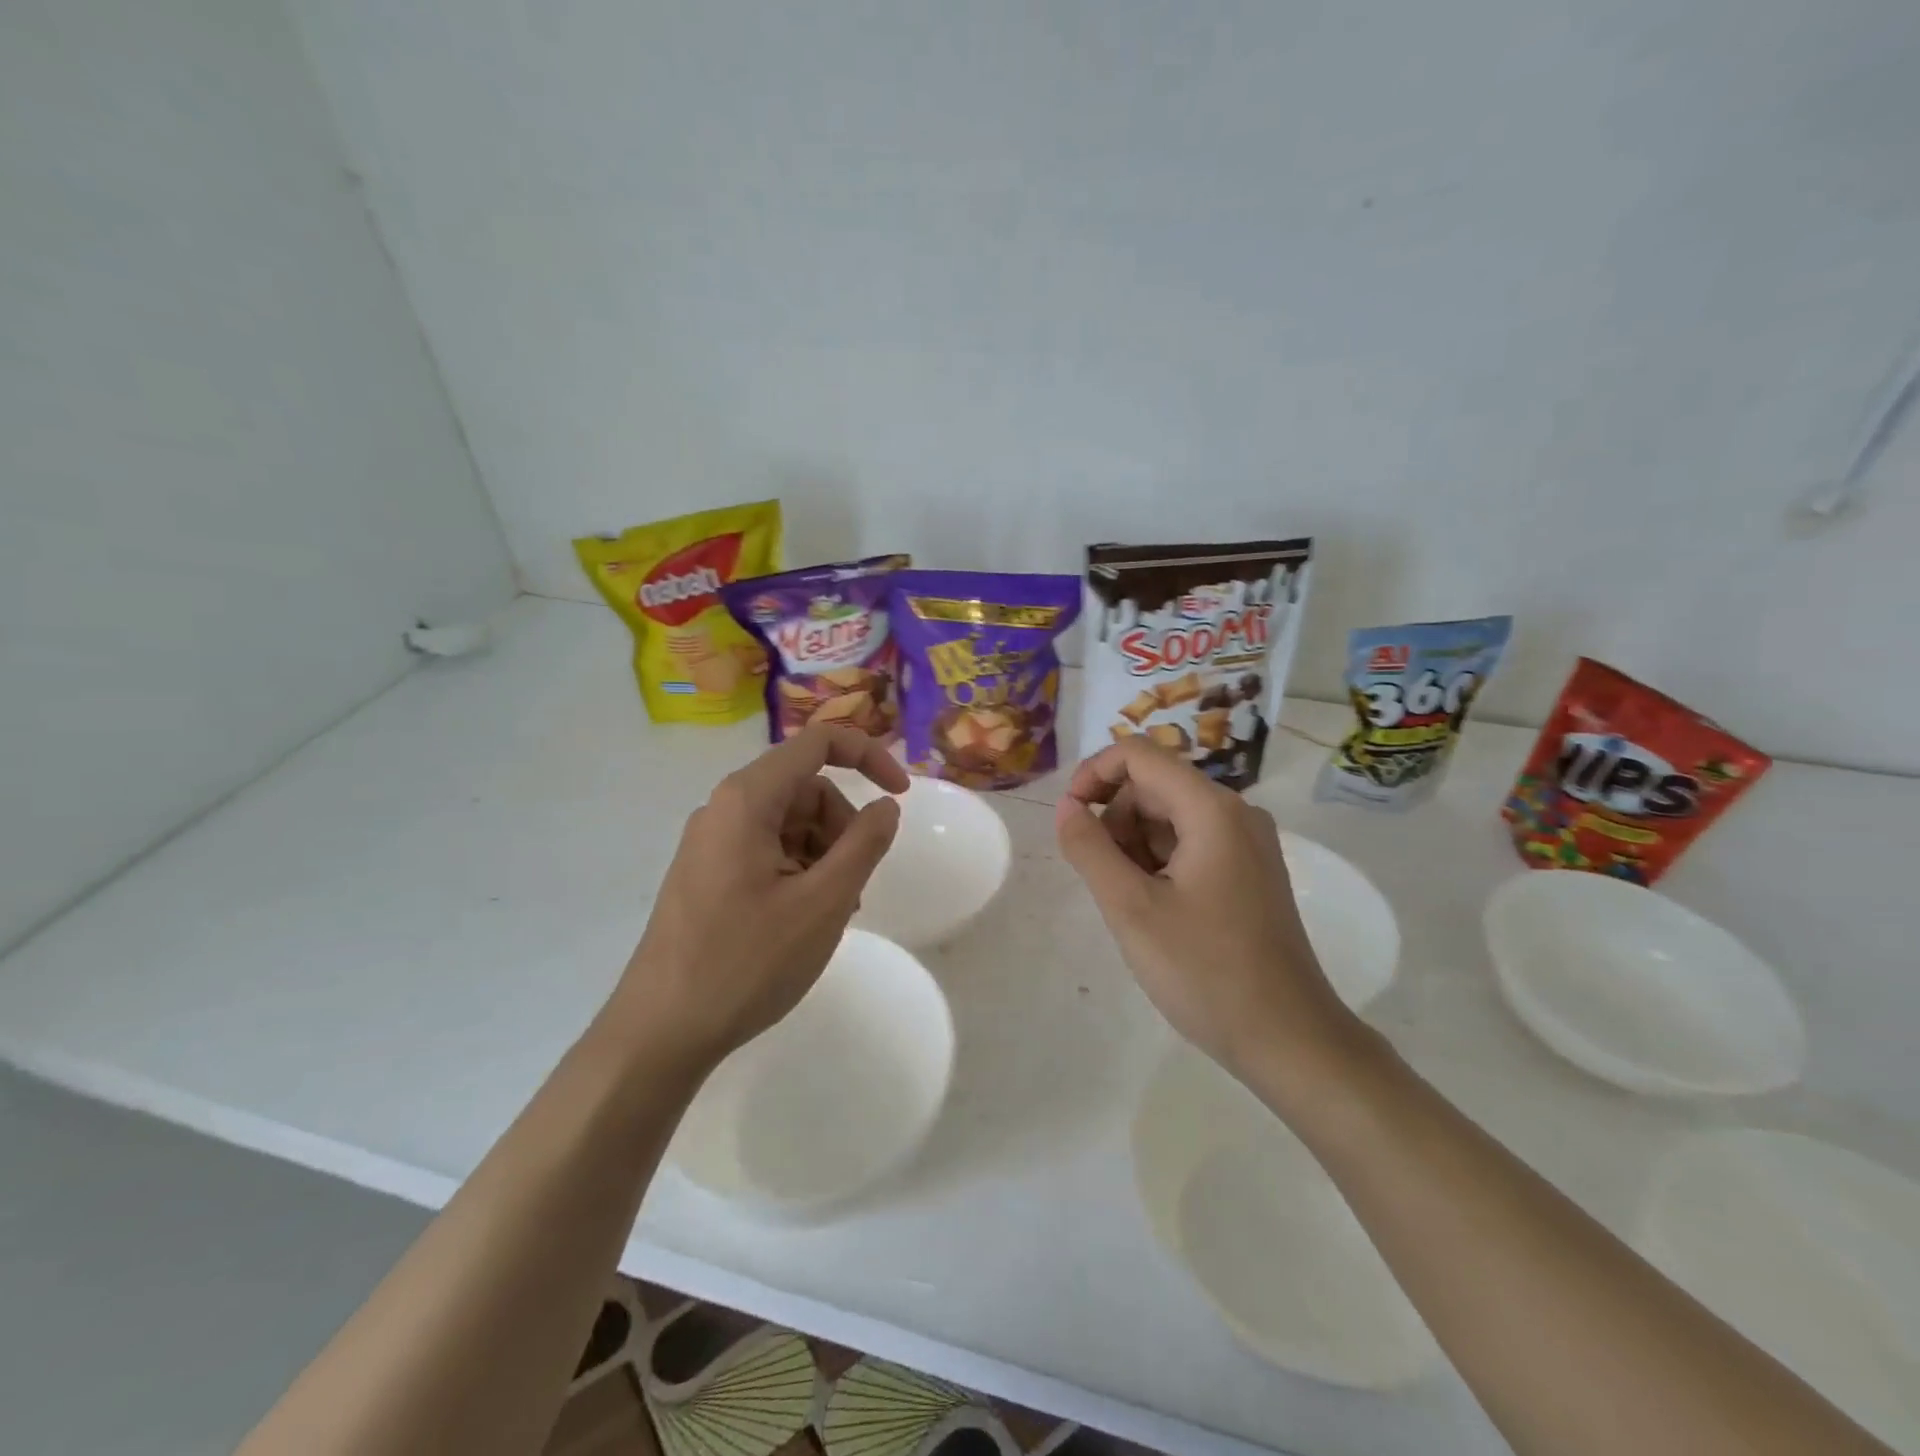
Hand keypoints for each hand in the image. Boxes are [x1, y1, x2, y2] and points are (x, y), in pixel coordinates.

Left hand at [608, 725, 908, 1071]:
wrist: (660, 1032)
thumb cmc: (747, 962)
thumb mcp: (823, 902)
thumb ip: (864, 844)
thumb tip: (886, 805)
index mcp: (747, 799)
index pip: (818, 743)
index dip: (868, 756)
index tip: (900, 796)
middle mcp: (723, 809)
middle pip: (805, 789)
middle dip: (842, 825)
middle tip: (856, 884)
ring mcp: (711, 843)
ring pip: (789, 824)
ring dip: (824, 854)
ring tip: (833, 911)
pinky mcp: (706, 874)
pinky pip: (766, 851)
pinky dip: (799, 871)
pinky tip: (805, 919)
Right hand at [1055, 740, 1358, 1081]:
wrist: (1288, 1039)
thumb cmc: (1205, 972)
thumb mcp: (1131, 909)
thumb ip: (1089, 849)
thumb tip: (1067, 808)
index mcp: (1212, 810)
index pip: (1139, 755)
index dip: (1094, 774)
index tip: (1069, 818)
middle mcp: (1235, 813)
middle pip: (1154, 786)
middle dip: (1115, 819)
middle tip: (1104, 879)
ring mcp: (1247, 843)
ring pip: (1169, 816)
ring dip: (1135, 845)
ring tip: (1131, 902)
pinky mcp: (1249, 871)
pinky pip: (1191, 843)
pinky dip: (1160, 862)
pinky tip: (1155, 909)